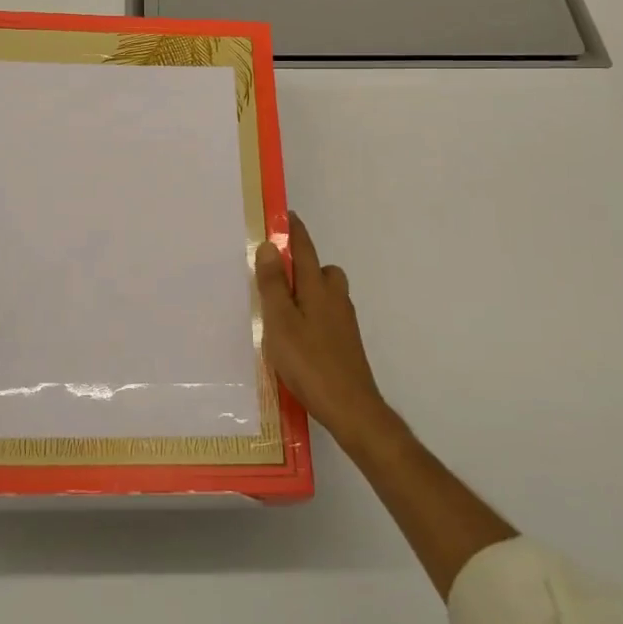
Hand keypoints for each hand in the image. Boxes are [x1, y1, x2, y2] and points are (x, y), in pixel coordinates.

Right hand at [255, 212, 390, 444]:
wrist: (351, 408)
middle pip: (320, 269)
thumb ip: (274, 285)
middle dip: (301, 264)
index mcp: (318, 288)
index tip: (284, 215)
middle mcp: (335, 298)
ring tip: (281, 308)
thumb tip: (271, 245)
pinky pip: (326, 314)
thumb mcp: (281, 322)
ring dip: (307, 291)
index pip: (305, 249)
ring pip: (325, 293)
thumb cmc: (310, 362)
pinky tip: (297, 336)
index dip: (294, 231)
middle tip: (275, 273)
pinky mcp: (345, 342)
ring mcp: (344, 321)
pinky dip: (312, 313)